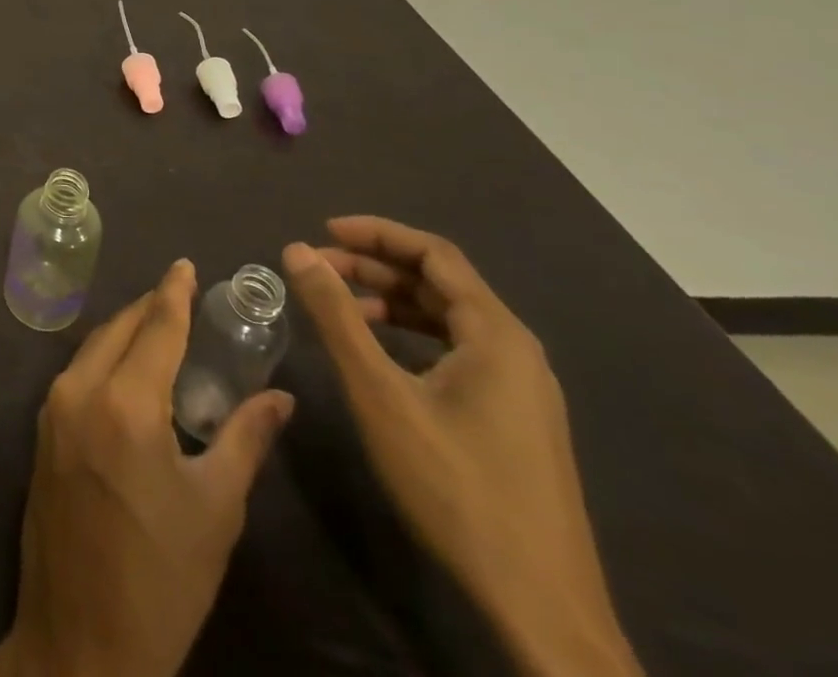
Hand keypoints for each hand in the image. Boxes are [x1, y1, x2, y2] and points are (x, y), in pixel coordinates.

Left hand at [0, 260, 293, 676]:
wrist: (82, 640)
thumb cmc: (163, 579)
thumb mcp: (216, 510)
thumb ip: (246, 440)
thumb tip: (281, 398)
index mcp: (126, 403)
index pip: (156, 328)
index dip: (173, 293)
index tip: (185, 264)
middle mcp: (81, 390)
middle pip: (118, 329)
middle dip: (149, 308)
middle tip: (180, 297)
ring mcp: (53, 408)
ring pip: (93, 347)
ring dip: (125, 331)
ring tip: (158, 328)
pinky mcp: (42, 430)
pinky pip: (77, 372)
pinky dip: (104, 358)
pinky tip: (127, 370)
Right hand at [283, 218, 642, 676]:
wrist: (540, 606)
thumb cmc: (455, 485)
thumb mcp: (380, 393)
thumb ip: (336, 315)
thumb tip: (297, 250)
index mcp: (496, 334)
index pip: (434, 254)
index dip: (376, 233)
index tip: (322, 231)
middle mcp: (515, 350)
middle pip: (440, 283)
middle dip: (374, 268)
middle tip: (317, 269)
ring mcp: (520, 388)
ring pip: (446, 318)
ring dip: (389, 301)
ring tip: (337, 306)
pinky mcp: (513, 418)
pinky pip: (456, 351)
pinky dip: (410, 335)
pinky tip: (377, 353)